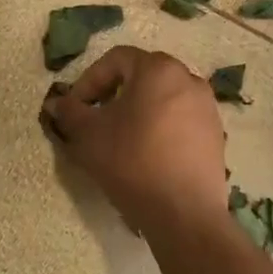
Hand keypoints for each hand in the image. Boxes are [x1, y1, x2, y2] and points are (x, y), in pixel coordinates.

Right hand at [41, 46, 227, 236]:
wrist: (184, 213)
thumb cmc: (132, 161)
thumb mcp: (89, 135)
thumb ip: (69, 112)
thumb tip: (56, 103)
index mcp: (158, 69)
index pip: (116, 60)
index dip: (89, 80)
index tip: (75, 108)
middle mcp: (188, 79)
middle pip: (141, 76)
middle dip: (113, 94)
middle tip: (94, 120)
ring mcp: (207, 107)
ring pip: (162, 98)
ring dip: (137, 111)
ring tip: (119, 138)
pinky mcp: (216, 135)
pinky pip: (179, 120)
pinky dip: (159, 128)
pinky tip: (146, 155)